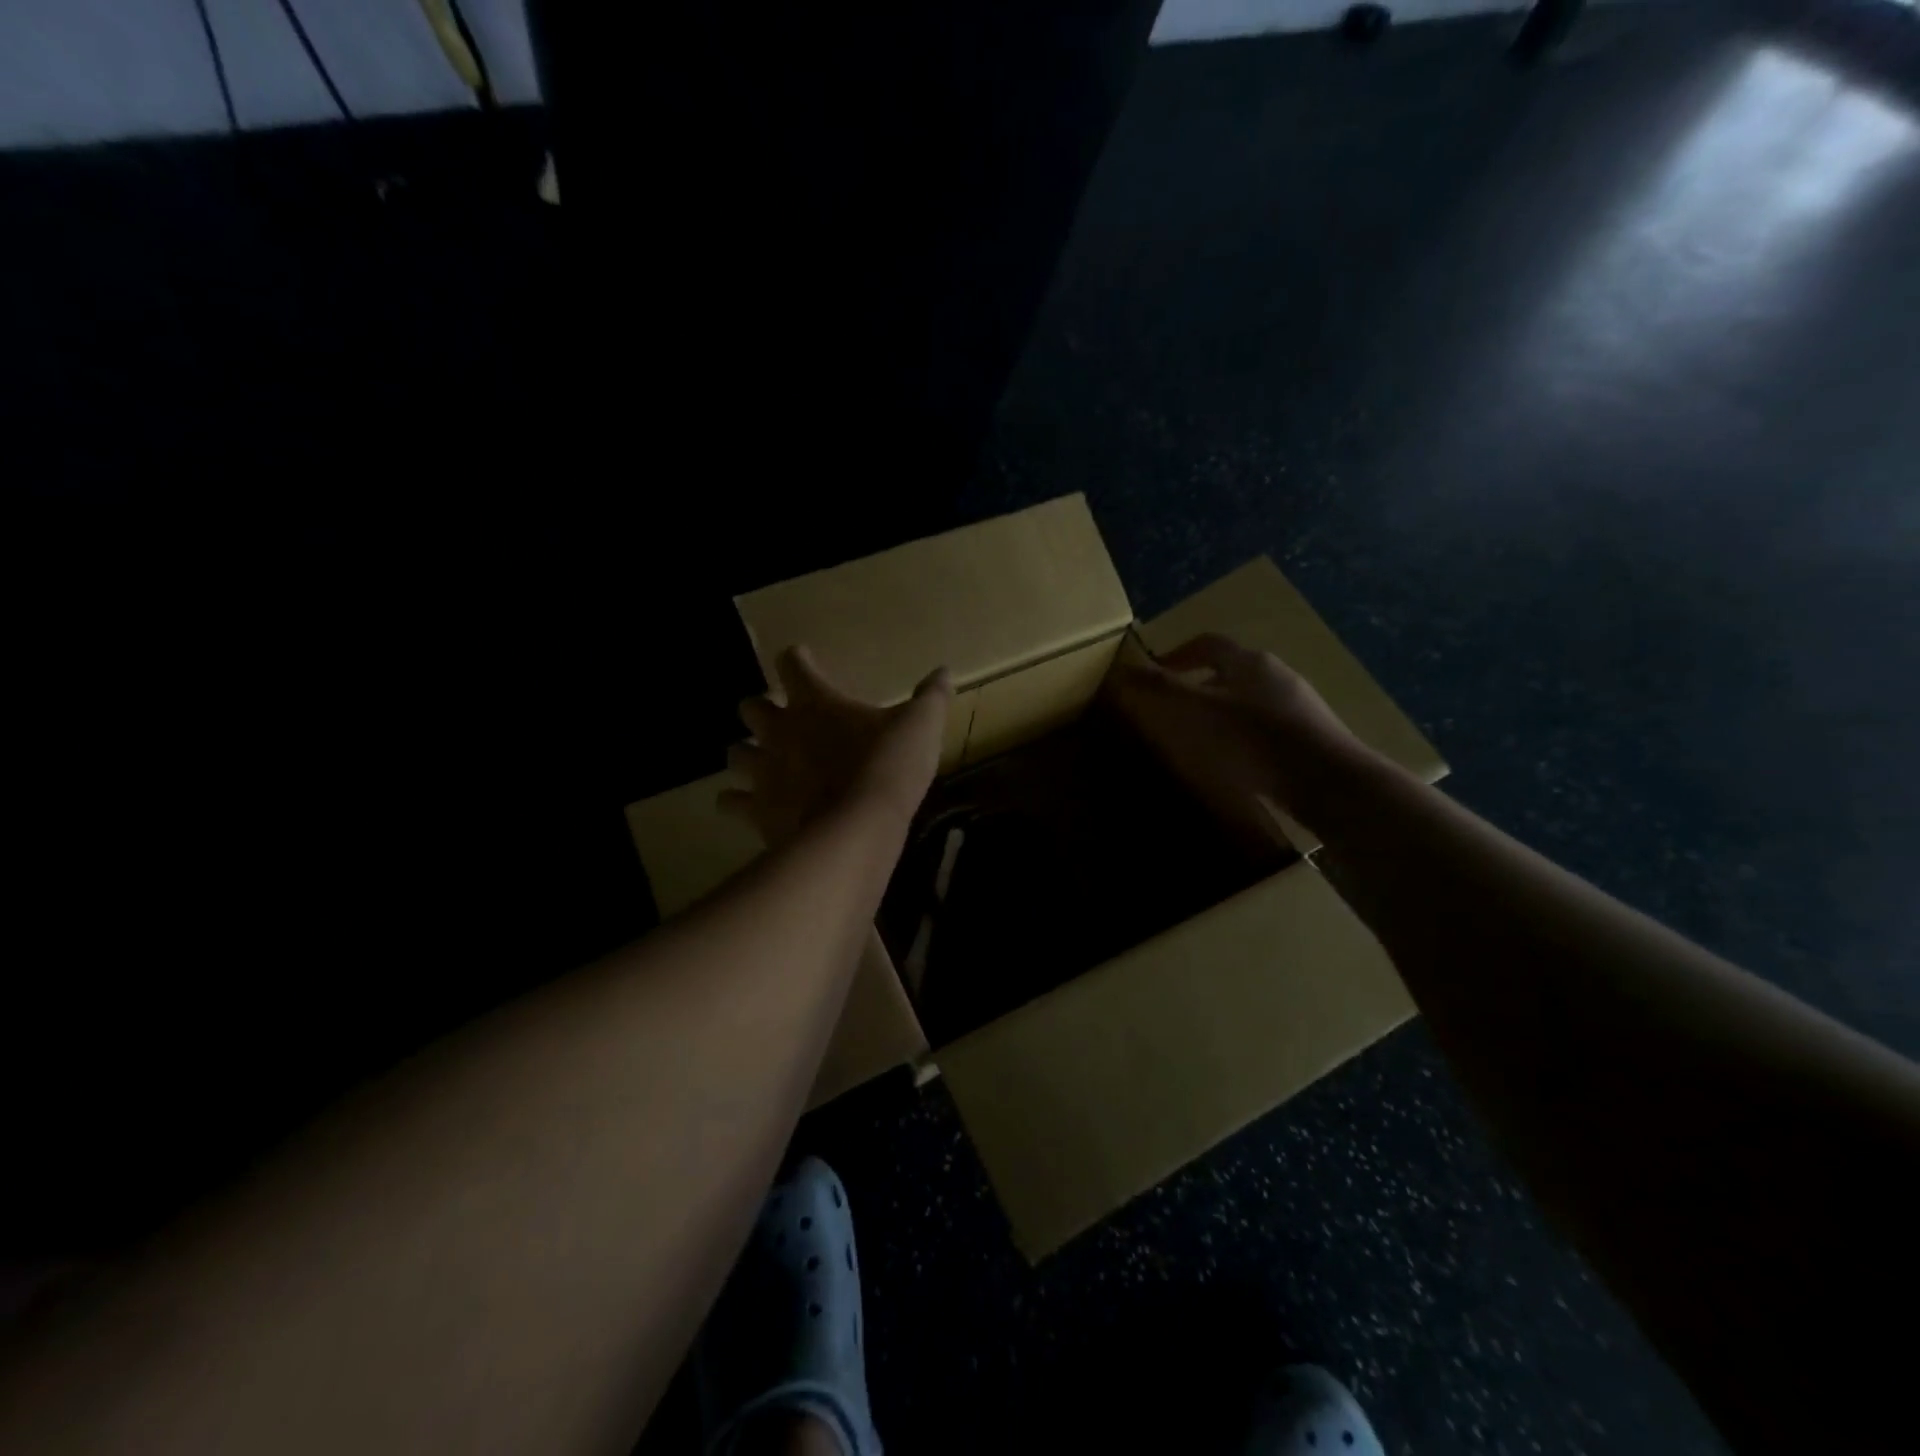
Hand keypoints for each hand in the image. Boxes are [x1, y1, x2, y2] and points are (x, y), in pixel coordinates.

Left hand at [720, 646, 951, 847]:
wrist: (858, 829)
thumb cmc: (889, 767)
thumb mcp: (921, 726)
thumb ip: (931, 697)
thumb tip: (944, 671)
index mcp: (815, 701)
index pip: (792, 663)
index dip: (798, 660)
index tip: (806, 664)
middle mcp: (780, 730)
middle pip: (750, 706)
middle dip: (762, 709)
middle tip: (783, 720)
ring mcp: (764, 770)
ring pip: (734, 752)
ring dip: (746, 753)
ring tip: (762, 761)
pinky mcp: (757, 809)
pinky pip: (731, 801)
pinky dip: (737, 801)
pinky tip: (751, 806)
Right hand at [1105, 633, 1362, 850]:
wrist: (1328, 781)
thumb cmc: (1256, 739)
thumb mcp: (1200, 712)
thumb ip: (1162, 690)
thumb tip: (1122, 669)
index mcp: (1249, 661)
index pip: (1207, 643)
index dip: (1178, 654)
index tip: (1157, 671)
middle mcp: (1276, 674)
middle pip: (1230, 669)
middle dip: (1199, 684)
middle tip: (1175, 708)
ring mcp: (1297, 704)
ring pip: (1249, 697)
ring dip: (1222, 710)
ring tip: (1202, 737)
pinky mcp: (1309, 733)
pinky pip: (1266, 723)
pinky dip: (1243, 732)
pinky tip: (1237, 760)